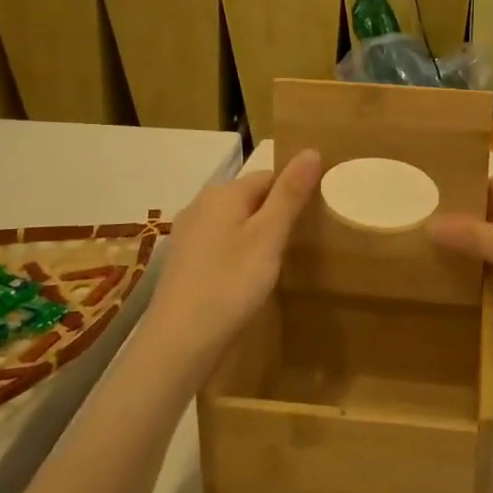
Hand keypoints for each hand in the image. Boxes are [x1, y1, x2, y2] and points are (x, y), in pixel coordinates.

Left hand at [144, 150, 322, 376]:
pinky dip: (237, 252)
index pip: (269, 176)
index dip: (293, 193)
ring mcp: (188, 233)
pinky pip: (219, 243)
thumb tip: (311, 150)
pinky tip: (246, 277)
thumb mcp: (268, 238)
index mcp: (223, 193)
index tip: (313, 219)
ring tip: (278, 261)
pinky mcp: (183, 261)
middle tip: (299, 243)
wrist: (179, 342)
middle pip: (249, 197)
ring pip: (234, 221)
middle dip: (275, 213)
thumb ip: (290, 195)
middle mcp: (200, 204)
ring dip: (256, 234)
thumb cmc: (230, 284)